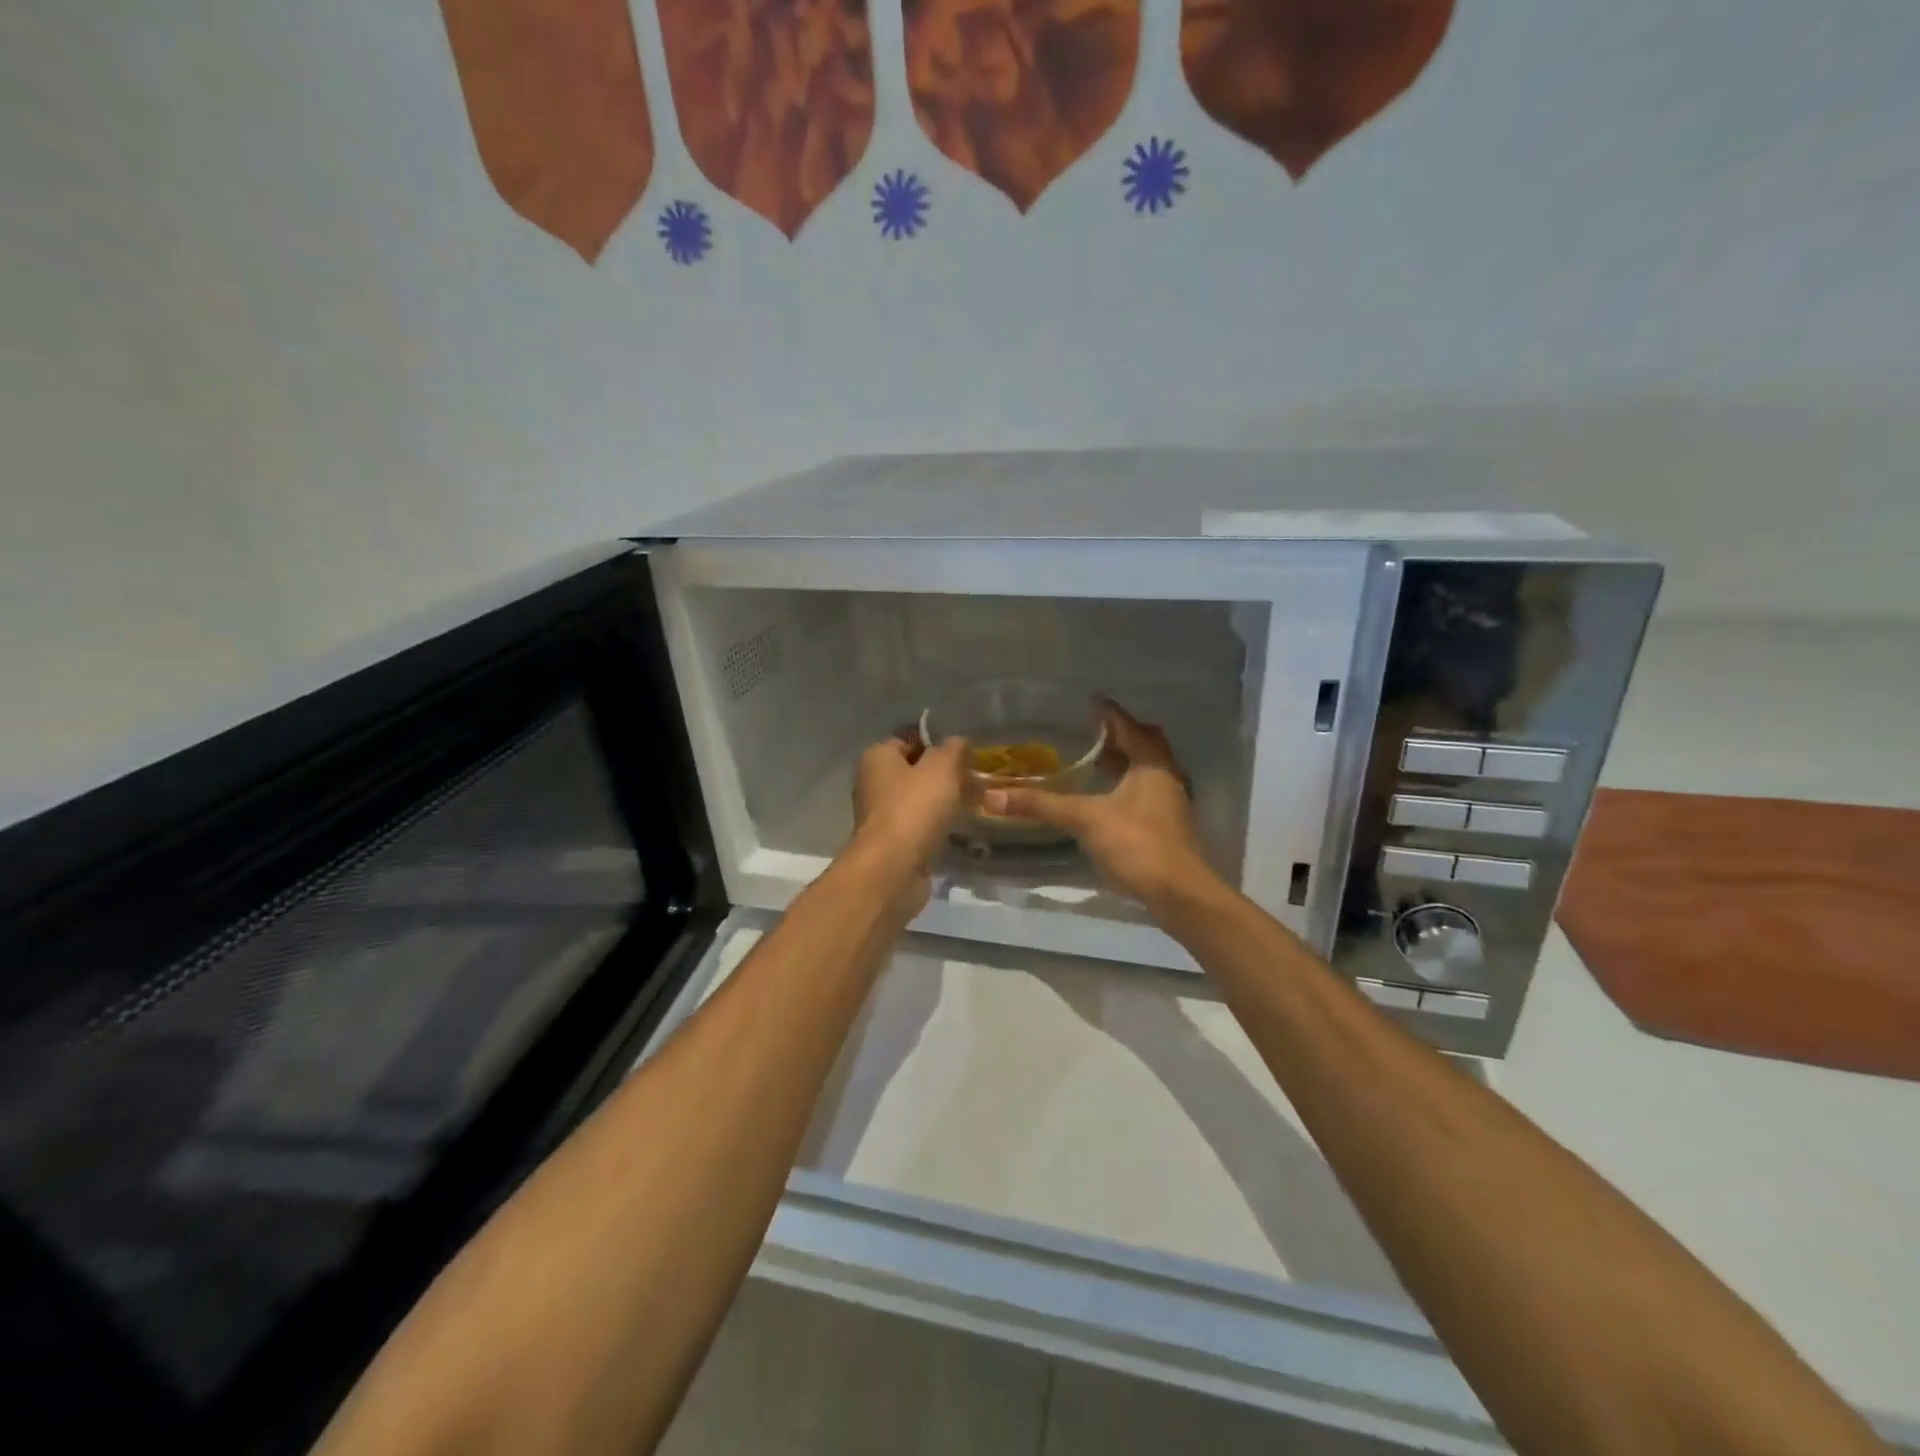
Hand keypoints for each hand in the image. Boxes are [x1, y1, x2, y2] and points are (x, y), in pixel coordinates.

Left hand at [852, 729, 969, 870]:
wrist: (893, 868)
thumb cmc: (914, 808)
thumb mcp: (941, 767)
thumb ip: (953, 749)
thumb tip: (958, 742)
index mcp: (877, 757)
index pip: (909, 739)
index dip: (938, 743)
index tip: (966, 753)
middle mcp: (872, 782)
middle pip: (914, 770)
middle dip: (944, 775)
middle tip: (974, 780)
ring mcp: (880, 815)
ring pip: (918, 799)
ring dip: (942, 802)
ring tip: (973, 803)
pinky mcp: (890, 842)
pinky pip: (918, 825)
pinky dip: (936, 826)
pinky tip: (957, 828)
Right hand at [982, 698, 1215, 912]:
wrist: (1179, 893)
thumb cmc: (1136, 843)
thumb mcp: (1084, 819)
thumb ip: (1042, 805)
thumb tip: (992, 796)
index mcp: (1152, 763)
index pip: (1128, 726)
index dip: (1108, 712)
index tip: (1089, 701)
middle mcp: (1167, 775)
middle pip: (1144, 744)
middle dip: (1119, 736)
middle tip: (1091, 731)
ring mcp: (1171, 802)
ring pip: (1147, 770)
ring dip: (1124, 762)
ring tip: (1094, 761)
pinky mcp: (1169, 826)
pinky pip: (1146, 792)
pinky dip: (1127, 786)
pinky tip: (1106, 799)